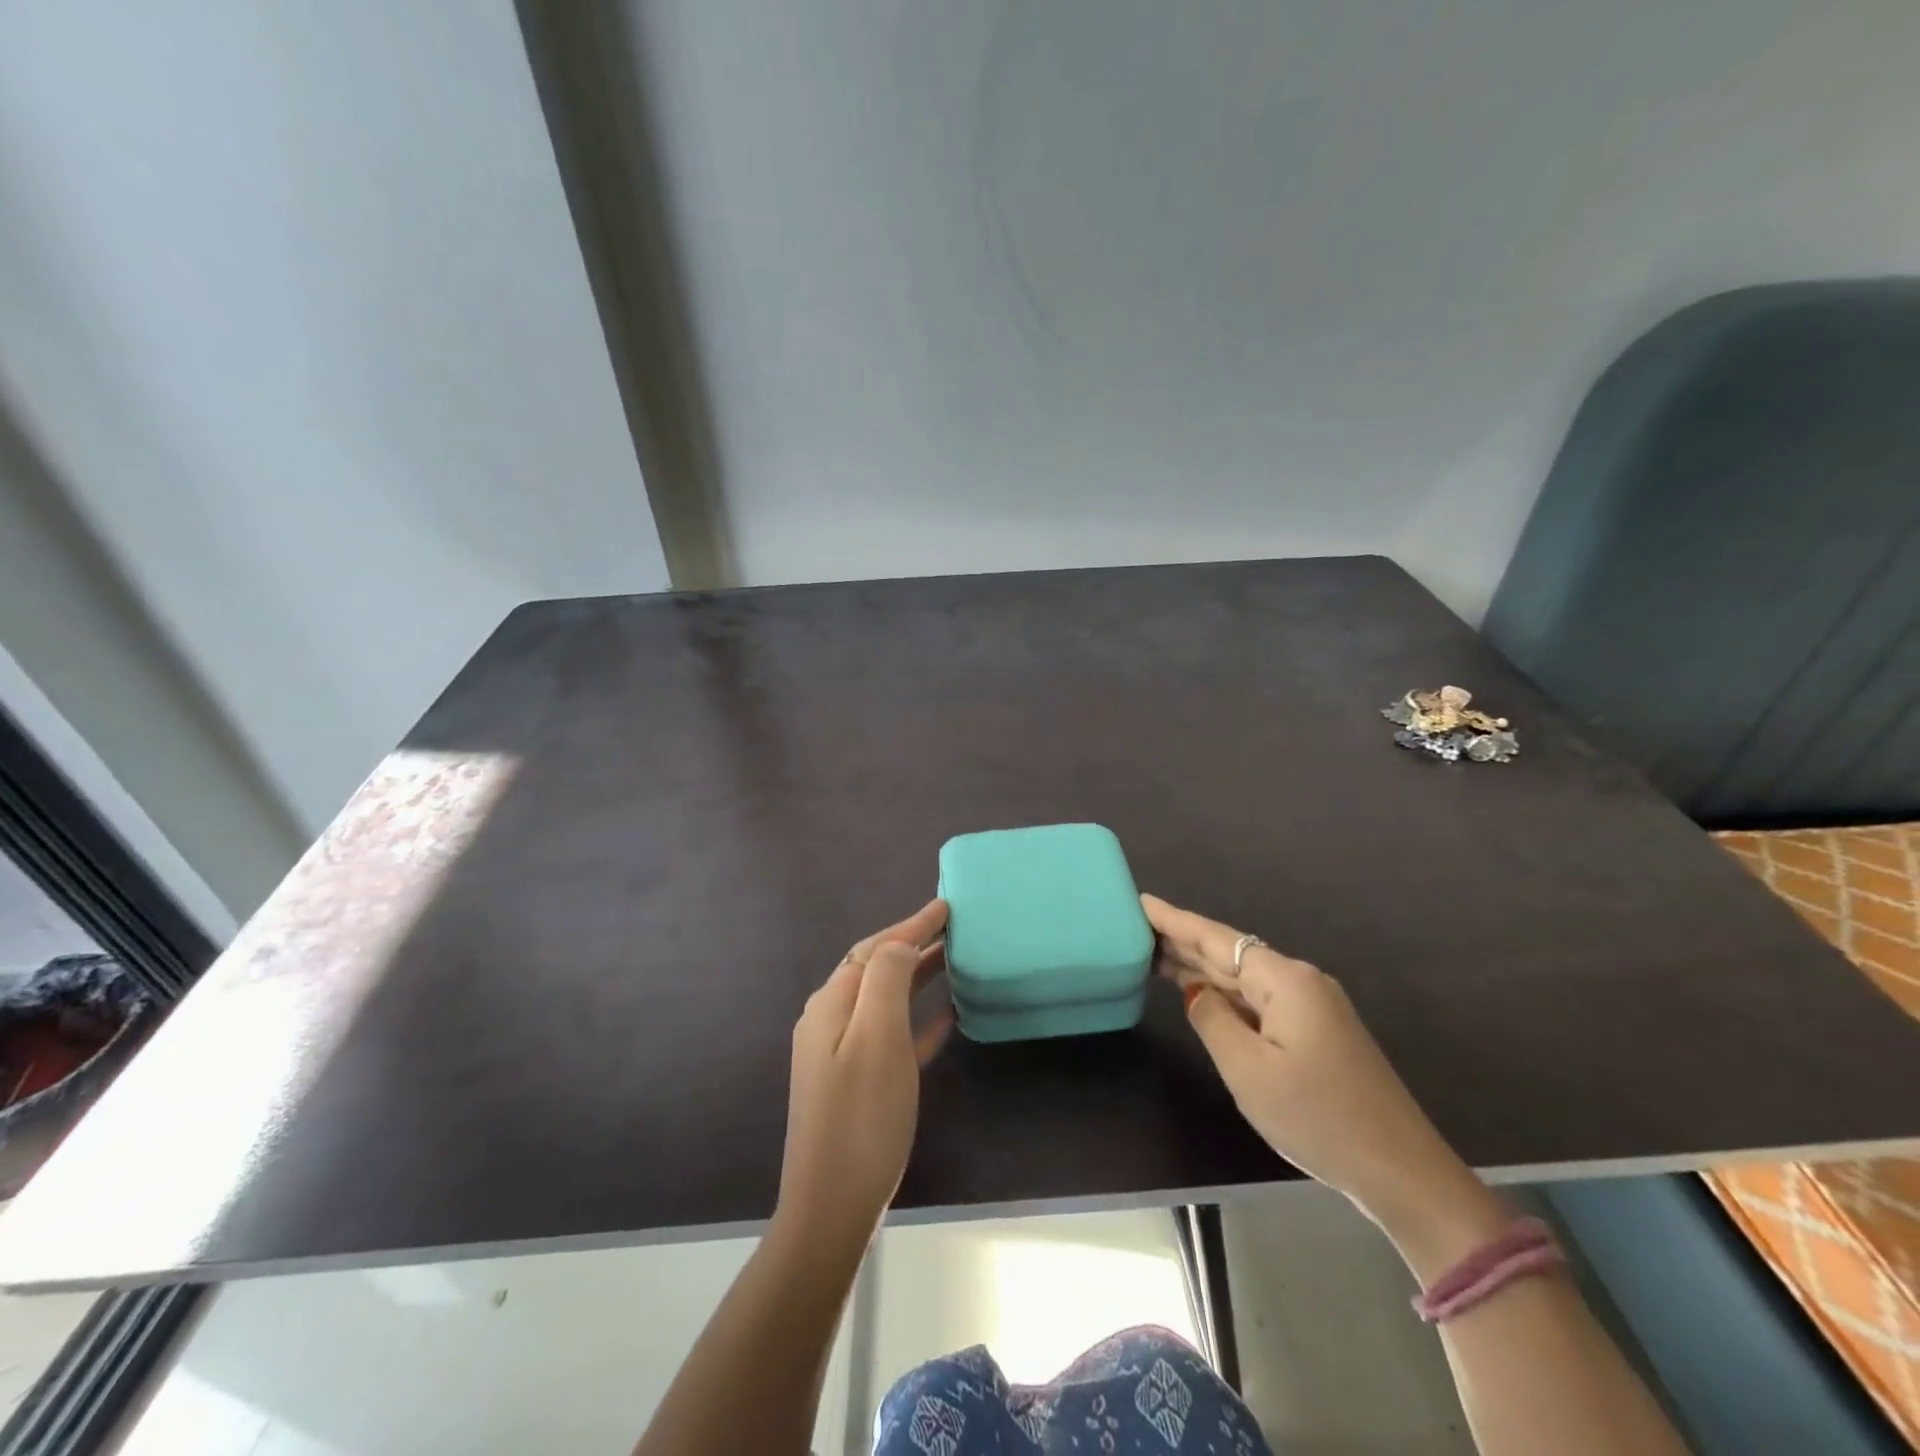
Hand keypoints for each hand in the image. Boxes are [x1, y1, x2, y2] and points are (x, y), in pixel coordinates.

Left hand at [773, 900, 953, 1259]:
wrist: (831, 1208)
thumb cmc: (862, 1117)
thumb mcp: (877, 1038)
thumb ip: (886, 980)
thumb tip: (898, 944)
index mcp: (832, 1003)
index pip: (875, 948)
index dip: (911, 925)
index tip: (946, 906)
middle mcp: (830, 1020)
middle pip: (875, 968)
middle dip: (911, 944)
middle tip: (953, 928)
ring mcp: (840, 1053)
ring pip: (883, 999)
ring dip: (915, 976)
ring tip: (951, 961)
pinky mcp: (855, 1082)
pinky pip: (889, 1034)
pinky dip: (915, 1018)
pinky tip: (944, 1020)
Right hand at [1144, 894, 1499, 1254]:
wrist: (1401, 1171)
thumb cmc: (1317, 1117)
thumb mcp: (1248, 1070)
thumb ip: (1212, 1020)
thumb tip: (1196, 993)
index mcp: (1285, 981)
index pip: (1216, 940)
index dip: (1175, 921)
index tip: (1141, 901)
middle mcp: (1300, 982)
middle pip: (1230, 954)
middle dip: (1184, 942)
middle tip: (1136, 930)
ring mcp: (1313, 1007)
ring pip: (1245, 979)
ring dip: (1202, 969)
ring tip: (1155, 956)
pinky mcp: (1318, 1032)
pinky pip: (1260, 1001)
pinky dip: (1226, 995)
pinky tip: (1202, 994)